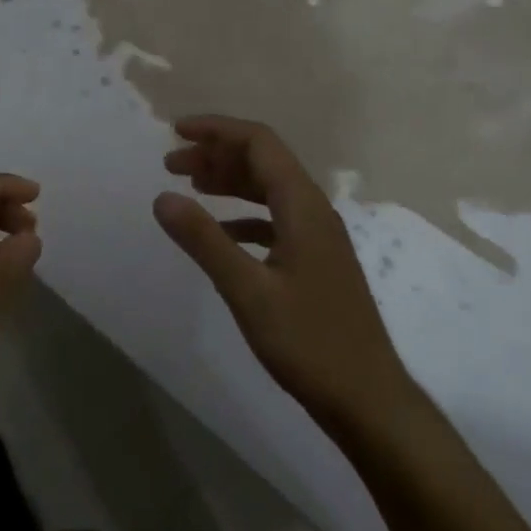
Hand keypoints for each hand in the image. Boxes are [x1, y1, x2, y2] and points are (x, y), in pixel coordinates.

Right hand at [154, 116, 408, 433]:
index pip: (260, 143)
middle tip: (172, 164)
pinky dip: (243, 215)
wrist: (368, 399)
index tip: (176, 132)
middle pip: (264, 162)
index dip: (217, 130)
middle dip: (217, 155)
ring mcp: (318, 238)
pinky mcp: (315, 263)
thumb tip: (162, 197)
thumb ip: (204, 241)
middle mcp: (314, 211)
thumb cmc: (309, 343)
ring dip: (230, 182)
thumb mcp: (247, 291)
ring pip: (270, 190)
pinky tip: (221, 233)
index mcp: (303, 207)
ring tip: (190, 187)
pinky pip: (275, 220)